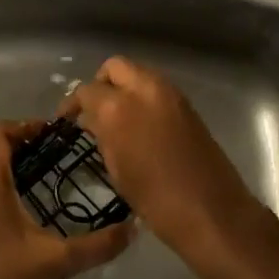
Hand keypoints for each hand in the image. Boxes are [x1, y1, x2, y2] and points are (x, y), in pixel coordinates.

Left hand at [0, 121, 133, 278]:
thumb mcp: (56, 262)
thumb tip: (133, 227)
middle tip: (55, 154)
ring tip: (40, 176)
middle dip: (21, 144)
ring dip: (6, 163)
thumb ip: (97, 245)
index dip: (28, 127)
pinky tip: (17, 206)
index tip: (56, 136)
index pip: (0, 132)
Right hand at [61, 57, 255, 250]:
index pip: (87, 90)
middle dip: (101, 83)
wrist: (211, 211)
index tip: (68, 118)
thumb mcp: (117, 168)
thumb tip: (92, 120)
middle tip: (94, 109)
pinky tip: (139, 123)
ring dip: (124, 86)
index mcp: (118, 107)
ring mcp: (170, 93)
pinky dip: (143, 96)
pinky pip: (156, 88)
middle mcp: (144, 89)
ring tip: (115, 117)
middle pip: (115, 67)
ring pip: (138, 73)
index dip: (73, 103)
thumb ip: (102, 135)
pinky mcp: (187, 104)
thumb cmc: (155, 199)